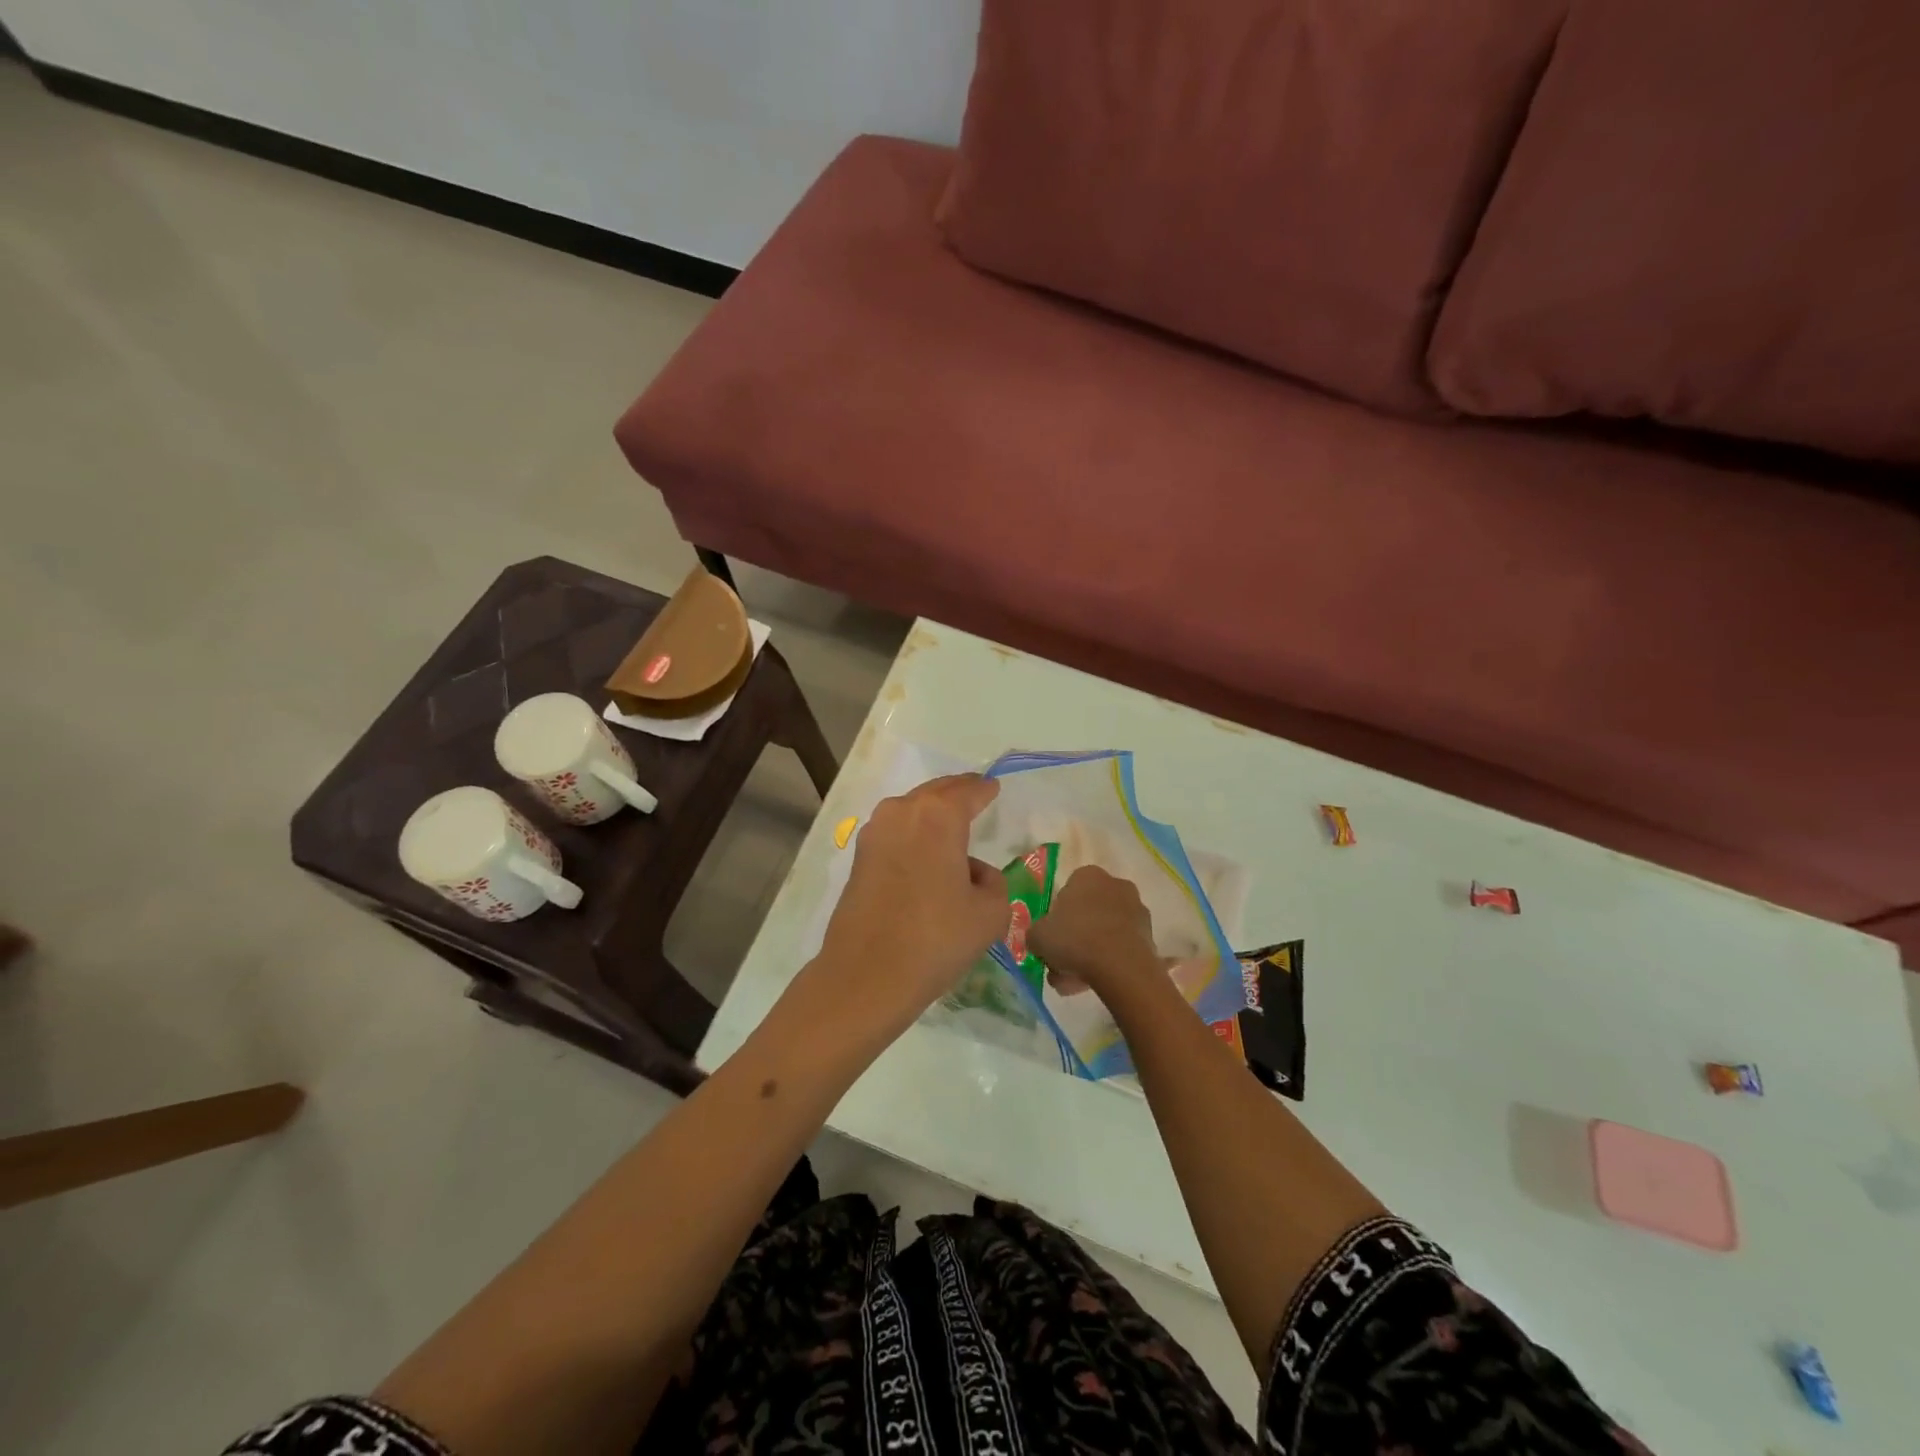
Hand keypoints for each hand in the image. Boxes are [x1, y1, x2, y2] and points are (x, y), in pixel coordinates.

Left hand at [797, 775, 1008, 1044]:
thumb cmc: (936, 938)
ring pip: (912, 810)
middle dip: (957, 792)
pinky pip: (895, 833)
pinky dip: (913, 836)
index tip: (994, 788)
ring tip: (952, 830)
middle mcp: (902, 812)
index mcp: (938, 815)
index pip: (969, 790)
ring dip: (932, 814)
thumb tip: (973, 873)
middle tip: (975, 795)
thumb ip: (993, 882)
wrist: (866, 976)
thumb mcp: (990, 913)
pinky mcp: (858, 858)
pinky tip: (925, 857)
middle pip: (936, 792)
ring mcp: (874, 833)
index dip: (985, 789)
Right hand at [1029, 866, 1162, 1002]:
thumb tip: (1040, 939)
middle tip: (1061, 965)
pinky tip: (1096, 983)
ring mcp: (1137, 910)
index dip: (1057, 918)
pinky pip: (1121, 948)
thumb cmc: (1074, 939)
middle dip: (1074, 939)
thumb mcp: (1038, 936)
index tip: (1053, 939)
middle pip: (1088, 914)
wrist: (1120, 966)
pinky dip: (1110, 962)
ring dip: (1090, 954)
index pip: (1067, 893)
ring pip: (1104, 933)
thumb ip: (1036, 934)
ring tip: (1075, 983)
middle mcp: (1115, 885)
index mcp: (1088, 875)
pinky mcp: (1149, 935)